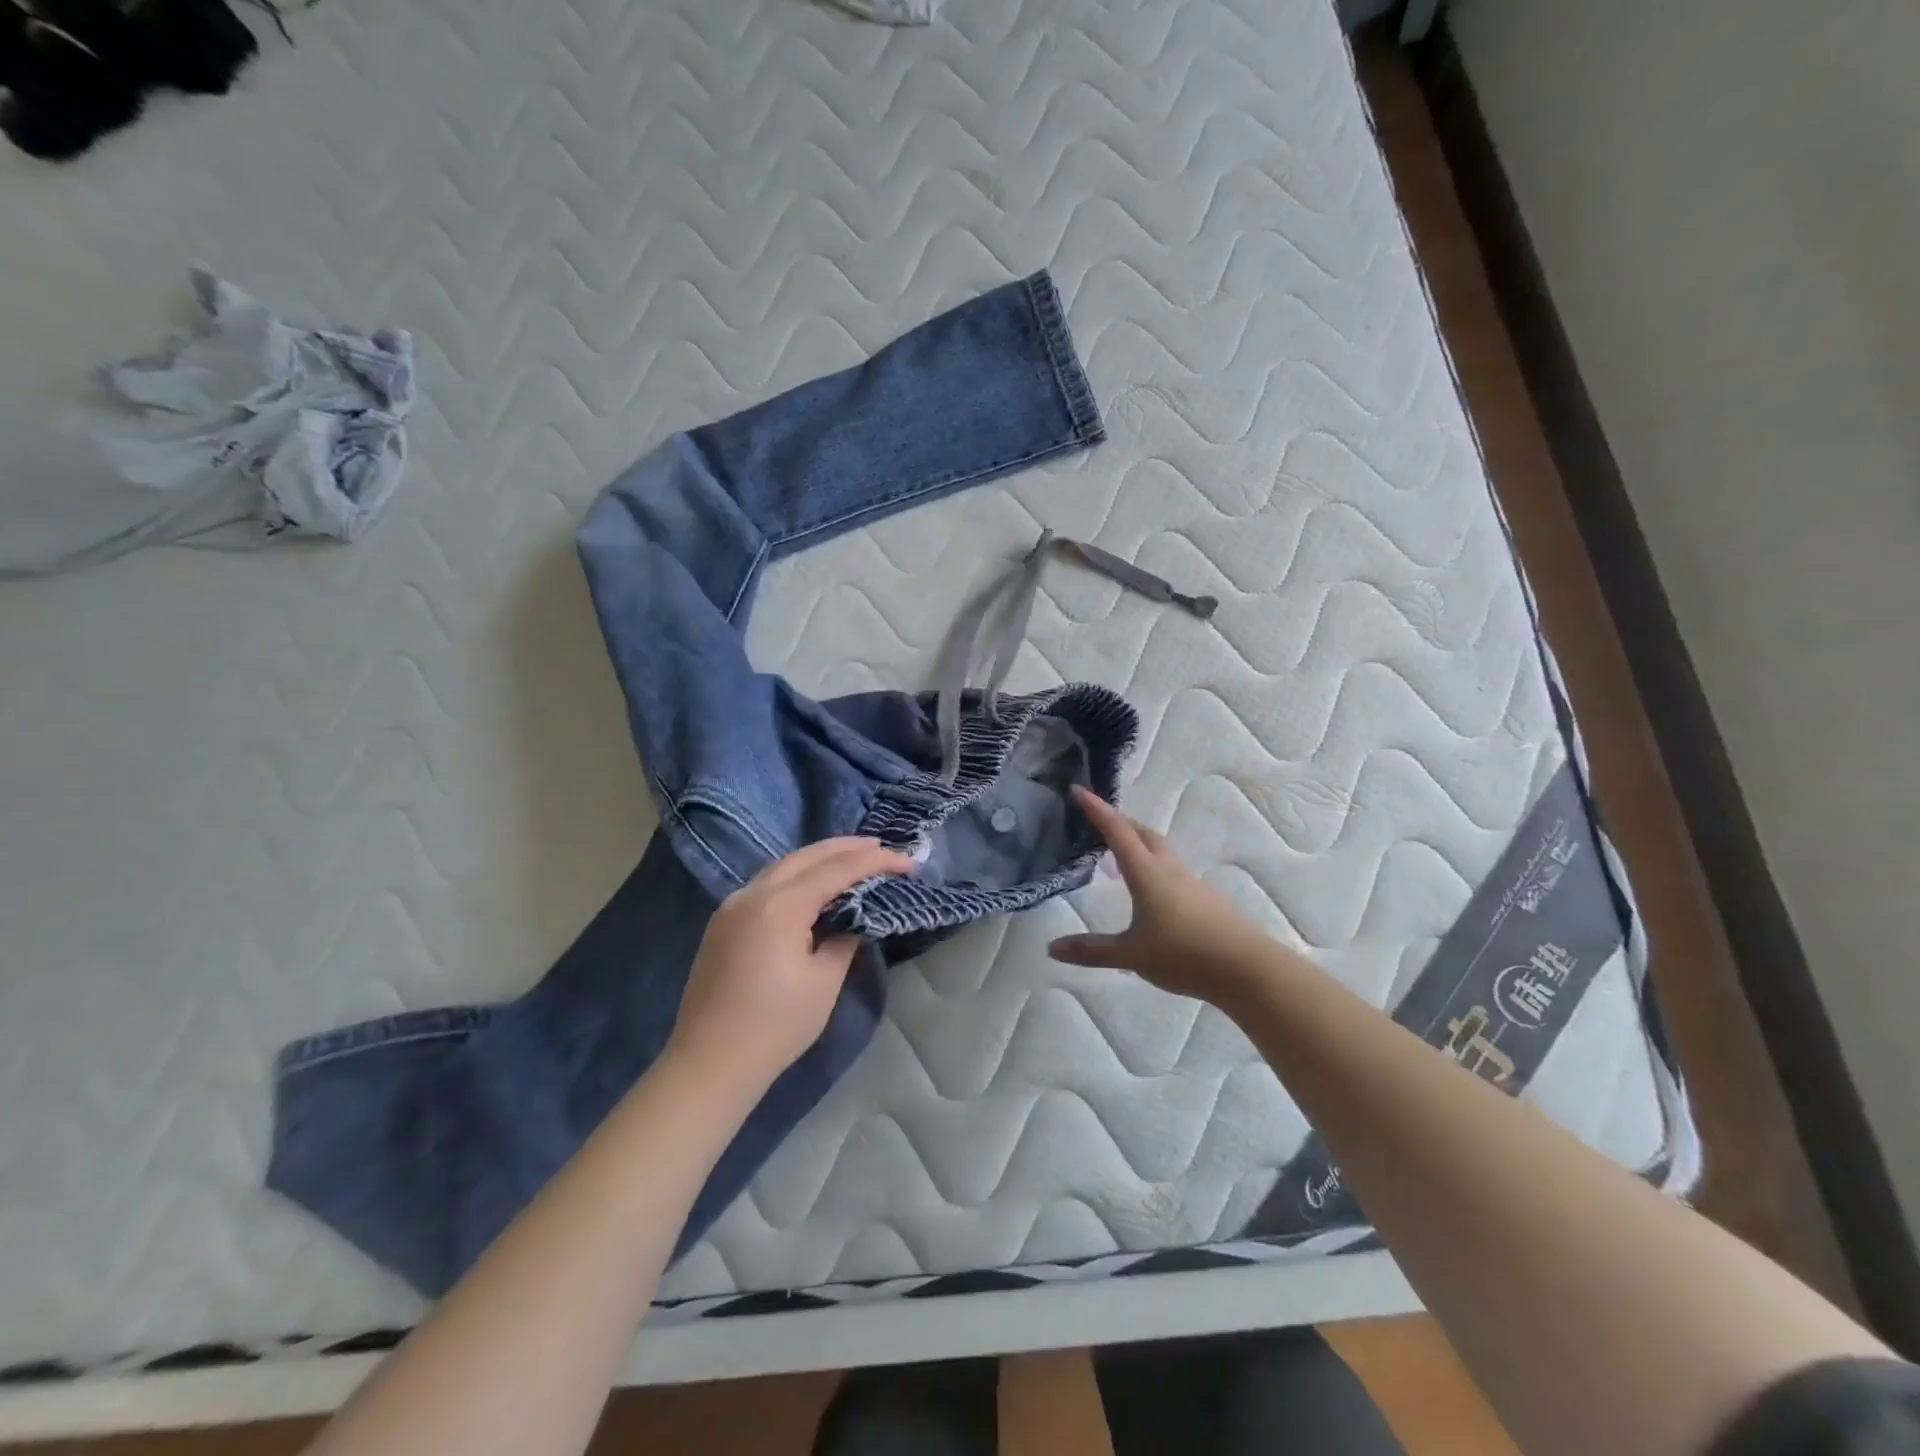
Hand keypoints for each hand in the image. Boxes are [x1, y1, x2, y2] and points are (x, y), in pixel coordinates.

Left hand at [668, 837, 914, 1094]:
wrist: (709, 1063)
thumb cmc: (775, 1026)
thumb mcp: (823, 982)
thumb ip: (843, 939)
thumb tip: (852, 920)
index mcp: (780, 906)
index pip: (837, 869)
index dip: (875, 861)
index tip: (907, 862)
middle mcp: (753, 893)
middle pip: (806, 856)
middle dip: (846, 847)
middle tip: (880, 847)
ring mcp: (732, 906)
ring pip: (783, 866)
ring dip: (819, 858)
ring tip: (852, 858)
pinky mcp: (723, 922)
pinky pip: (766, 884)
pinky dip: (796, 875)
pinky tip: (812, 885)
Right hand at [1050, 786, 1291, 1009]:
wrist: (1247, 969)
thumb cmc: (1184, 955)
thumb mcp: (1131, 955)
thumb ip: (1092, 951)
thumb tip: (1052, 948)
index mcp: (1147, 873)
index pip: (1117, 832)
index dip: (1096, 810)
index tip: (1078, 789)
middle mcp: (1169, 869)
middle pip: (1142, 833)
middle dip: (1119, 822)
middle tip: (1098, 821)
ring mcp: (1191, 882)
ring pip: (1160, 851)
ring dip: (1138, 843)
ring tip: (1120, 854)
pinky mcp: (1206, 899)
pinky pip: (1173, 871)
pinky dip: (1154, 866)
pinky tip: (1151, 890)